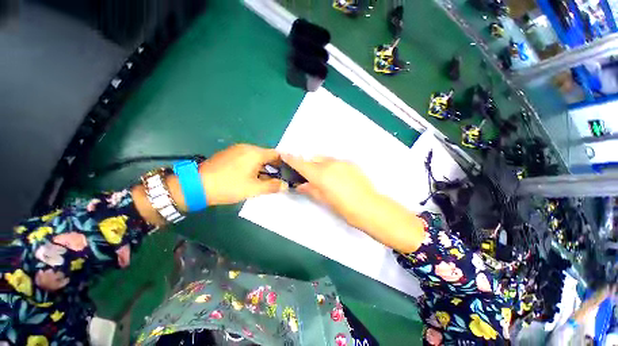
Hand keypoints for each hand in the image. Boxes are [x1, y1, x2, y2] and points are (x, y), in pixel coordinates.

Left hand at [199, 144, 286, 205]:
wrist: (196, 185)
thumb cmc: (229, 186)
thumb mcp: (254, 189)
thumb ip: (272, 186)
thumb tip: (286, 185)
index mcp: (255, 153)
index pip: (276, 154)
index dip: (284, 164)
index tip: (286, 174)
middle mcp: (247, 147)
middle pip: (266, 155)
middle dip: (273, 167)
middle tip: (275, 180)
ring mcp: (236, 149)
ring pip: (256, 157)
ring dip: (262, 167)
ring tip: (261, 180)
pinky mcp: (228, 154)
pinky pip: (246, 157)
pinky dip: (252, 165)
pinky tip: (248, 176)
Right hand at [281, 154, 424, 252]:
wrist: (369, 207)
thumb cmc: (344, 208)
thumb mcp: (324, 200)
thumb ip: (310, 189)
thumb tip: (301, 185)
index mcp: (320, 174)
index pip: (301, 163)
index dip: (291, 159)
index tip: (284, 154)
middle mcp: (329, 164)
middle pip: (313, 159)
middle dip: (307, 164)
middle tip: (308, 174)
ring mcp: (341, 162)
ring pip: (324, 159)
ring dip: (319, 164)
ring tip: (325, 177)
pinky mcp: (351, 163)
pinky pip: (336, 162)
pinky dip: (331, 166)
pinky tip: (337, 177)